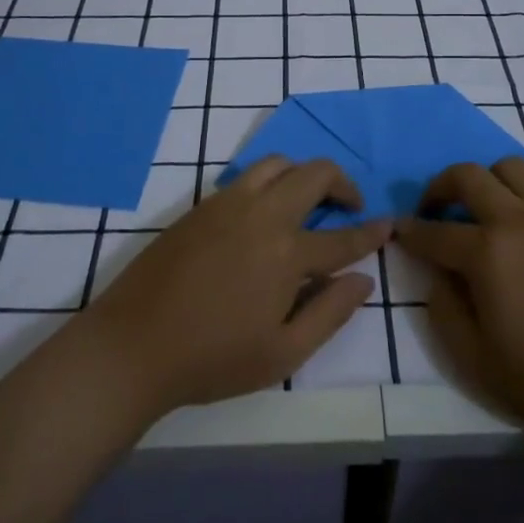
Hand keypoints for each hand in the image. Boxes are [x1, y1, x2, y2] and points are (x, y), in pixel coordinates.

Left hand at [81, 157, 389, 415]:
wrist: (133, 345)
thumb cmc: (212, 359)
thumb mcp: (283, 354)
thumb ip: (330, 313)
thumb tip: (364, 280)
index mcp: (286, 253)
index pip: (342, 237)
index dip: (371, 232)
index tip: (390, 224)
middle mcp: (261, 215)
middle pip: (314, 174)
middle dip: (343, 183)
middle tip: (351, 205)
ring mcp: (228, 203)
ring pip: (278, 163)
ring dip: (303, 173)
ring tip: (309, 200)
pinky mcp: (201, 205)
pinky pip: (246, 176)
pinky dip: (270, 181)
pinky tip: (266, 211)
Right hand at [398, 159, 523, 445]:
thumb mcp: (478, 361)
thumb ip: (444, 312)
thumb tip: (436, 276)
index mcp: (487, 254)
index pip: (434, 232)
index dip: (410, 231)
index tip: (400, 230)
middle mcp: (518, 219)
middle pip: (467, 176)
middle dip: (440, 187)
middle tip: (436, 209)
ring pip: (511, 167)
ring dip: (488, 181)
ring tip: (487, 209)